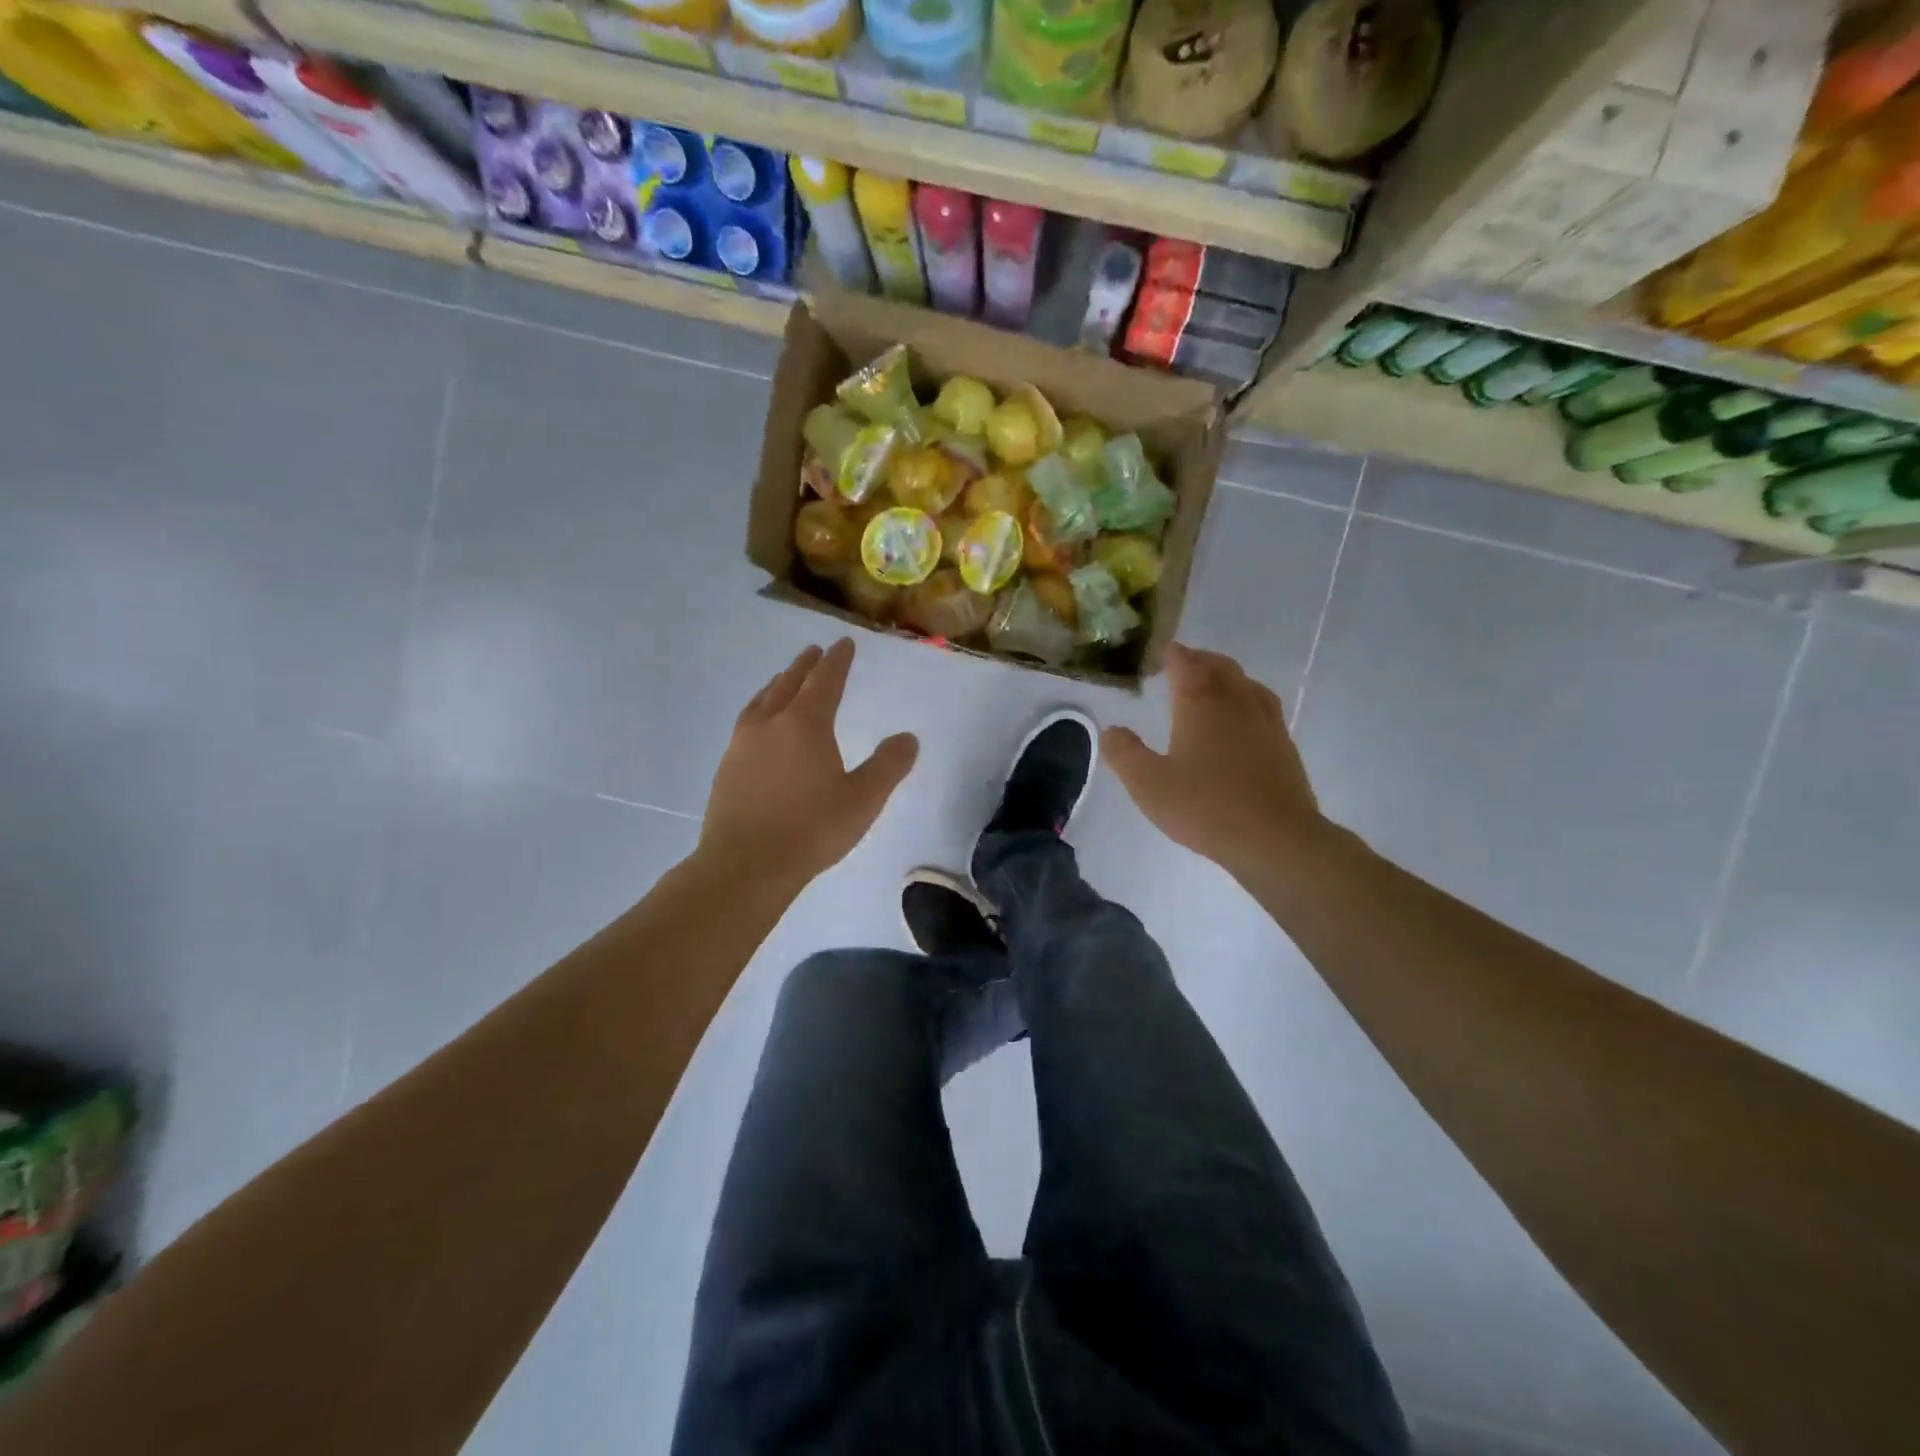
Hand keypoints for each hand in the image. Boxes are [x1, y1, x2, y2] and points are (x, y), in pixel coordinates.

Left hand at [701, 639, 918, 886]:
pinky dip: (760, 710)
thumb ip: (888, 766)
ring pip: (762, 701)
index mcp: (805, 724)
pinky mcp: (726, 767)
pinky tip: (761, 726)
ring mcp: (742, 744)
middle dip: (805, 666)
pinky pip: (746, 722)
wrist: (745, 865)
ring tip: (785, 680)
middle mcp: (770, 724)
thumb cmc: (811, 829)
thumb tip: (908, 738)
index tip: (843, 643)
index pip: (825, 681)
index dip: (837, 661)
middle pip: (788, 683)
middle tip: (814, 651)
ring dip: (778, 685)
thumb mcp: (863, 799)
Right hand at [1104, 644, 1327, 875]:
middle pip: (1219, 666)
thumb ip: (1125, 754)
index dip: (1173, 654)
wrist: (1275, 838)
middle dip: (1200, 659)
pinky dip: (1247, 698)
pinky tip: (1243, 718)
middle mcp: (1235, 702)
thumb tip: (1112, 729)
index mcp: (1200, 704)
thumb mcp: (1148, 784)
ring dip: (1227, 675)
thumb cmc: (1205, 807)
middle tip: (1184, 663)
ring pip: (1246, 683)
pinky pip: (1263, 705)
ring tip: (1214, 683)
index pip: (1186, 664)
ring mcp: (1265, 722)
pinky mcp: (1283, 745)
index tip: (1163, 652)